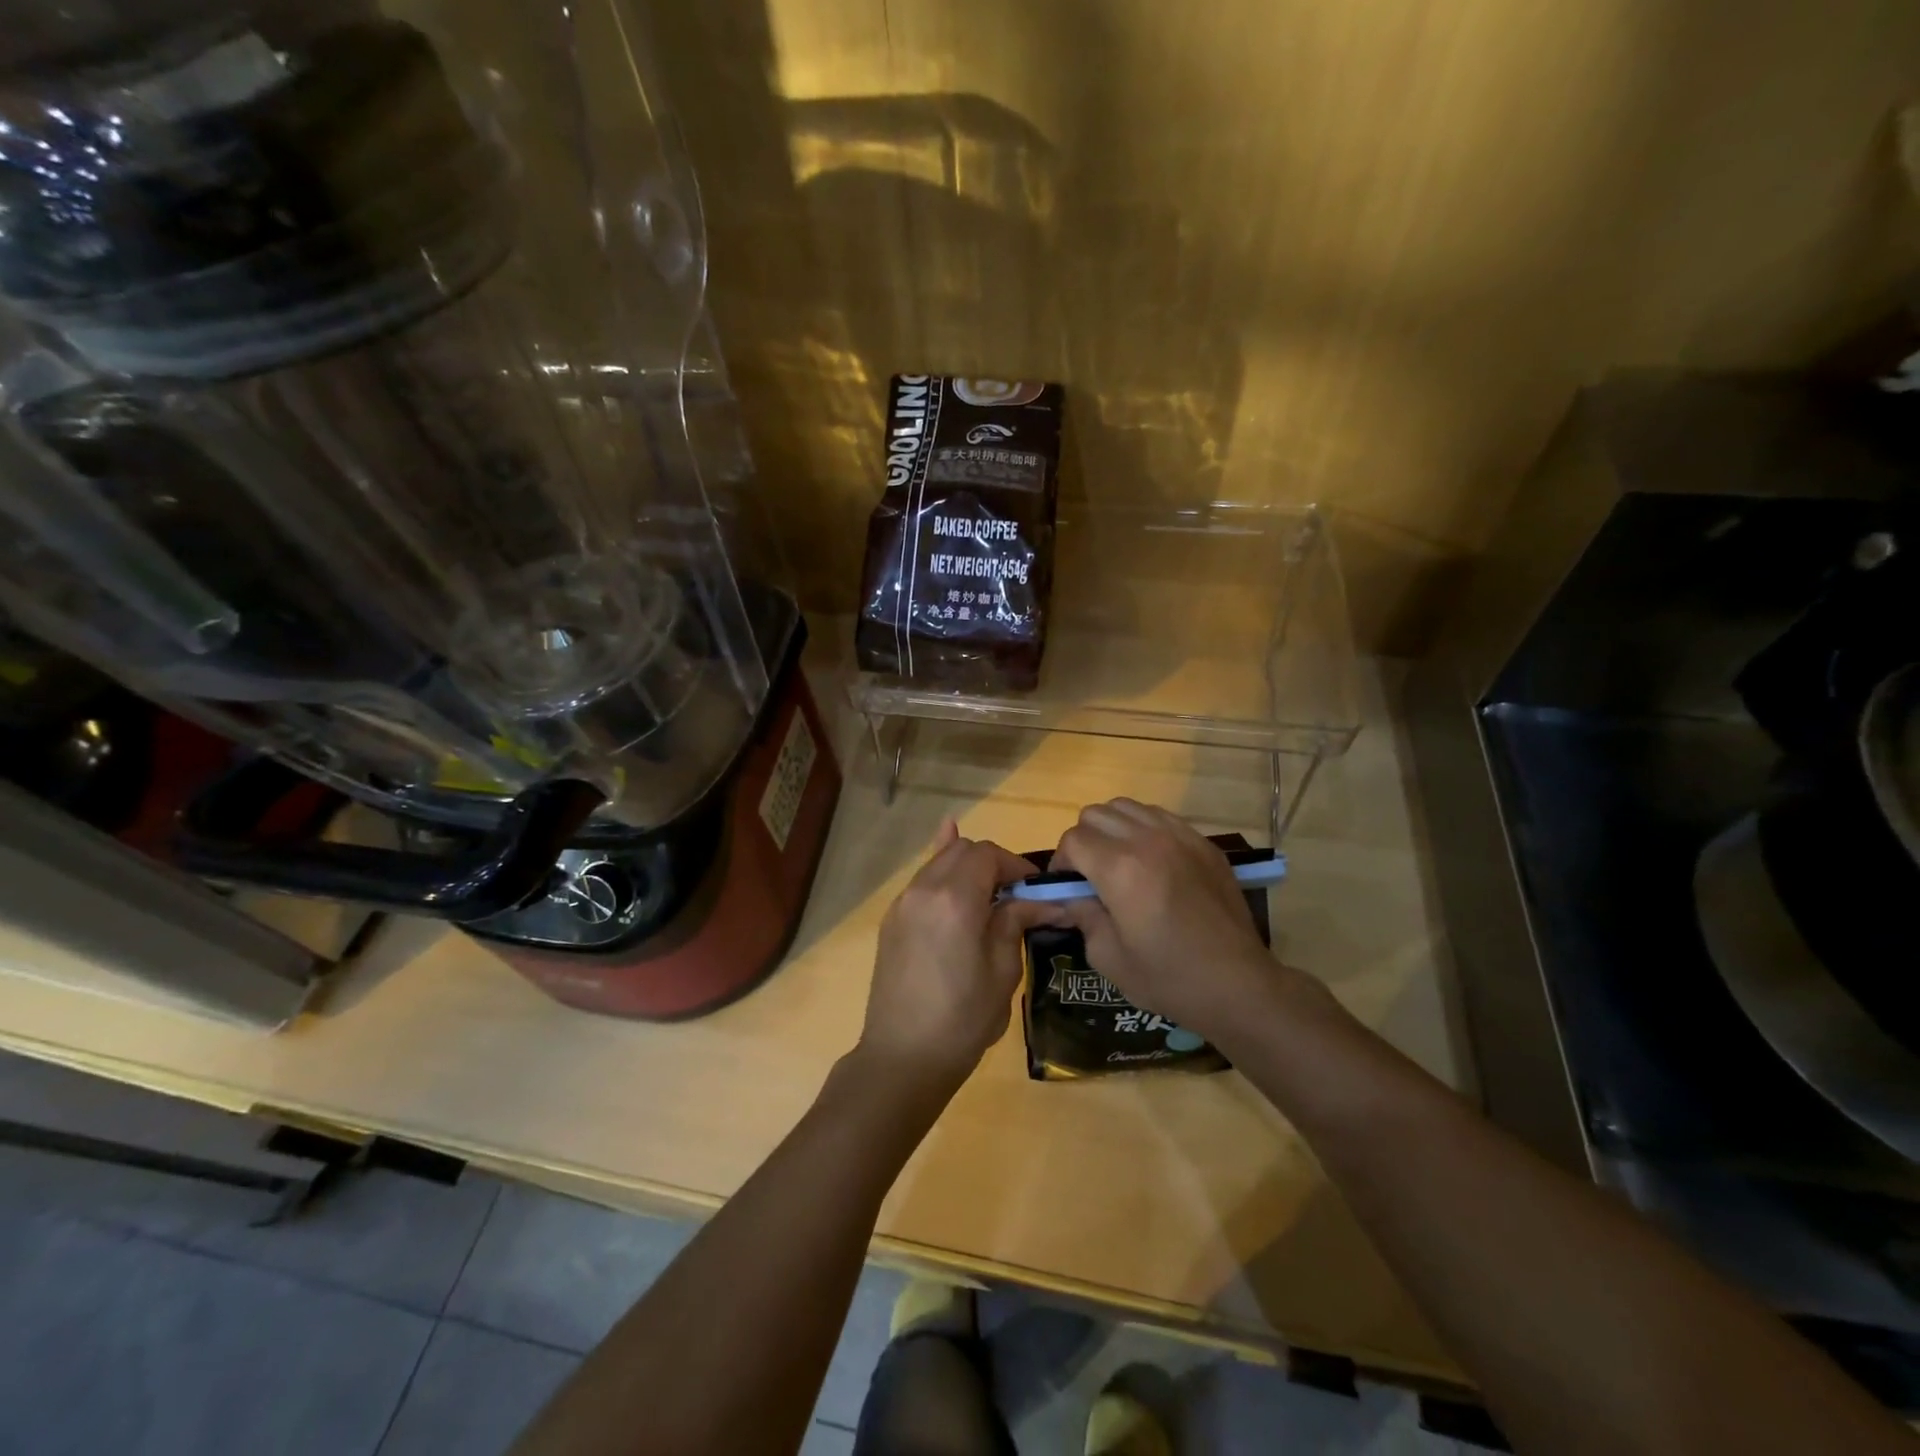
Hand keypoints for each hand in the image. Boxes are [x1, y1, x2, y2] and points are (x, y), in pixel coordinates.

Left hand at [858, 820, 1048, 1098]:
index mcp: (955, 899)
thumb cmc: (962, 1020)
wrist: (902, 1057)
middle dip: (992, 863)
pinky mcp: (891, 920)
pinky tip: (955, 883)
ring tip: (989, 896)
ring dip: (967, 868)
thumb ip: (1016, 922)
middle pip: (962, 850)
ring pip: (939, 862)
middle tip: (1015, 895)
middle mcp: (923, 889)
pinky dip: (942, 876)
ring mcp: (902, 903)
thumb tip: (1044, 900)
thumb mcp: (1002, 971)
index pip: (988, 855)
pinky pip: (921, 882)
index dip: (1016, 865)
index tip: (1035, 889)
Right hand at [1047, 799, 1287, 1040]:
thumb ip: (1082, 916)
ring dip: (1113, 829)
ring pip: (1128, 807)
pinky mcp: (1203, 843)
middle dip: (1084, 841)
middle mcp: (1148, 840)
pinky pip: (1161, 816)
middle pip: (1096, 814)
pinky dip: (1145, 829)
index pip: (1073, 840)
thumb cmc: (1168, 977)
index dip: (1062, 863)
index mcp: (1120, 869)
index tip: (1068, 888)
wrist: (1238, 984)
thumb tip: (1072, 896)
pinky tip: (1152, 861)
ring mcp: (1180, 836)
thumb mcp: (1107, 957)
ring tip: (1120, 862)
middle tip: (1091, 875)